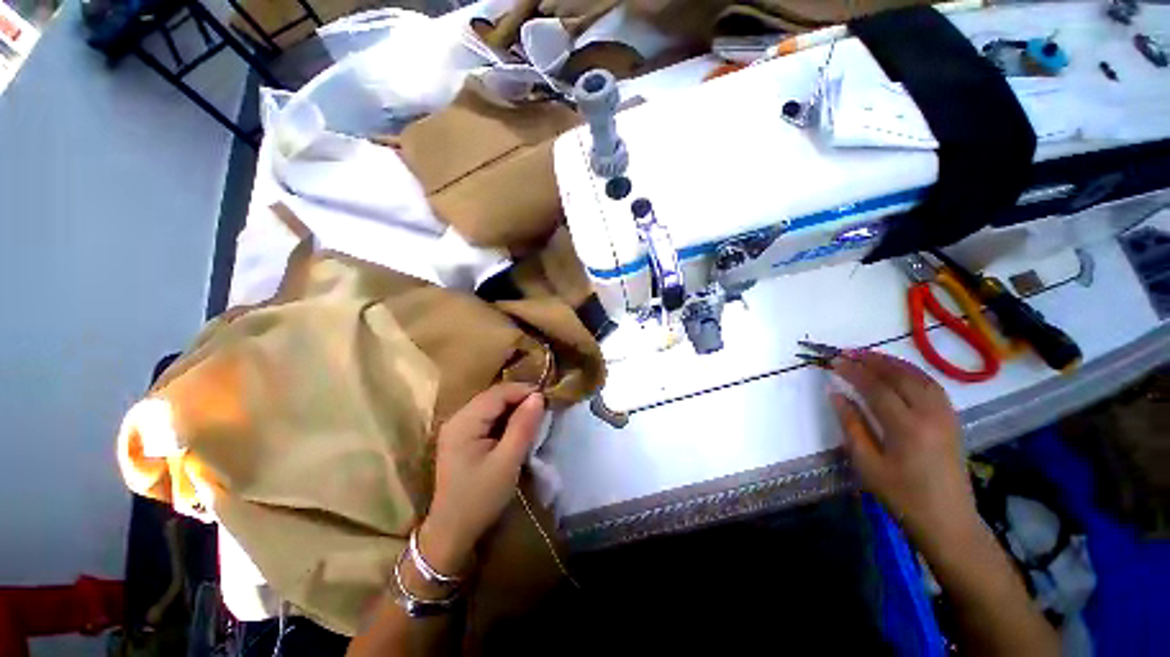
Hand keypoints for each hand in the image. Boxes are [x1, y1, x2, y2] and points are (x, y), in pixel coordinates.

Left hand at [419, 383, 544, 576]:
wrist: (452, 532)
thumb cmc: (480, 498)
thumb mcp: (507, 462)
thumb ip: (523, 426)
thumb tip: (538, 396)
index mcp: (464, 422)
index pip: (498, 393)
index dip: (523, 391)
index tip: (547, 399)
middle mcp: (457, 418)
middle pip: (493, 397)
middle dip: (519, 399)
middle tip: (543, 409)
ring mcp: (457, 428)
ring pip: (491, 406)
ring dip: (513, 408)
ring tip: (534, 417)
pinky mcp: (461, 438)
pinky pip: (487, 418)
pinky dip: (504, 419)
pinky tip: (516, 428)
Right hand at [829, 351, 978, 549]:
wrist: (948, 521)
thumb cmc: (902, 496)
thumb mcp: (867, 464)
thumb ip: (851, 425)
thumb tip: (836, 394)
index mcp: (907, 428)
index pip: (876, 388)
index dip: (853, 372)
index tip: (834, 361)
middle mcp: (930, 415)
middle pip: (900, 377)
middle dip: (873, 361)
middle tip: (848, 352)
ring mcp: (946, 416)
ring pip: (919, 377)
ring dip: (893, 363)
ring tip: (870, 355)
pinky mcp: (952, 420)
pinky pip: (933, 386)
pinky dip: (913, 373)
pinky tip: (900, 372)